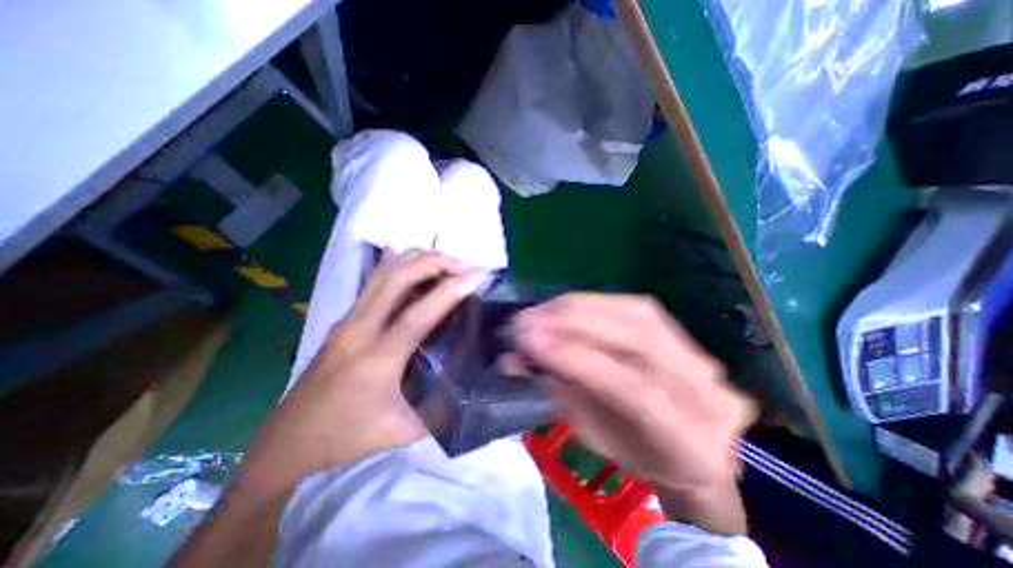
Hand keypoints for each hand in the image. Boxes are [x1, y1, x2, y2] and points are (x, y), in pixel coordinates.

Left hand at [241, 252, 485, 491]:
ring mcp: (348, 320)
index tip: (476, 276)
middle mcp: (359, 329)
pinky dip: (402, 267)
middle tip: (463, 265)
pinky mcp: (344, 319)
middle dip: (435, 262)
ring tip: (446, 263)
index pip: (419, 313)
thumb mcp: (403, 431)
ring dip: (418, 260)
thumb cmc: (346, 439)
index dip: (451, 290)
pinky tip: (419, 269)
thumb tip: (469, 385)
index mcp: (377, 359)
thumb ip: (441, 408)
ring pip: (383, 272)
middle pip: (397, 276)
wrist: (286, 444)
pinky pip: (376, 281)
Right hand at [512, 295, 755, 533]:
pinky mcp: (680, 330)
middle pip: (636, 339)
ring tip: (539, 310)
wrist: (692, 444)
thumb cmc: (637, 453)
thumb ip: (561, 394)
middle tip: (526, 320)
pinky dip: (593, 301)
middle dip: (571, 324)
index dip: (575, 359)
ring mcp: (698, 354)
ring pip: (635, 313)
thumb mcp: (595, 439)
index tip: (528, 342)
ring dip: (577, 307)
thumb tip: (518, 358)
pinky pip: (634, 304)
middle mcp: (703, 389)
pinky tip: (564, 304)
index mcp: (688, 439)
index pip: (629, 387)